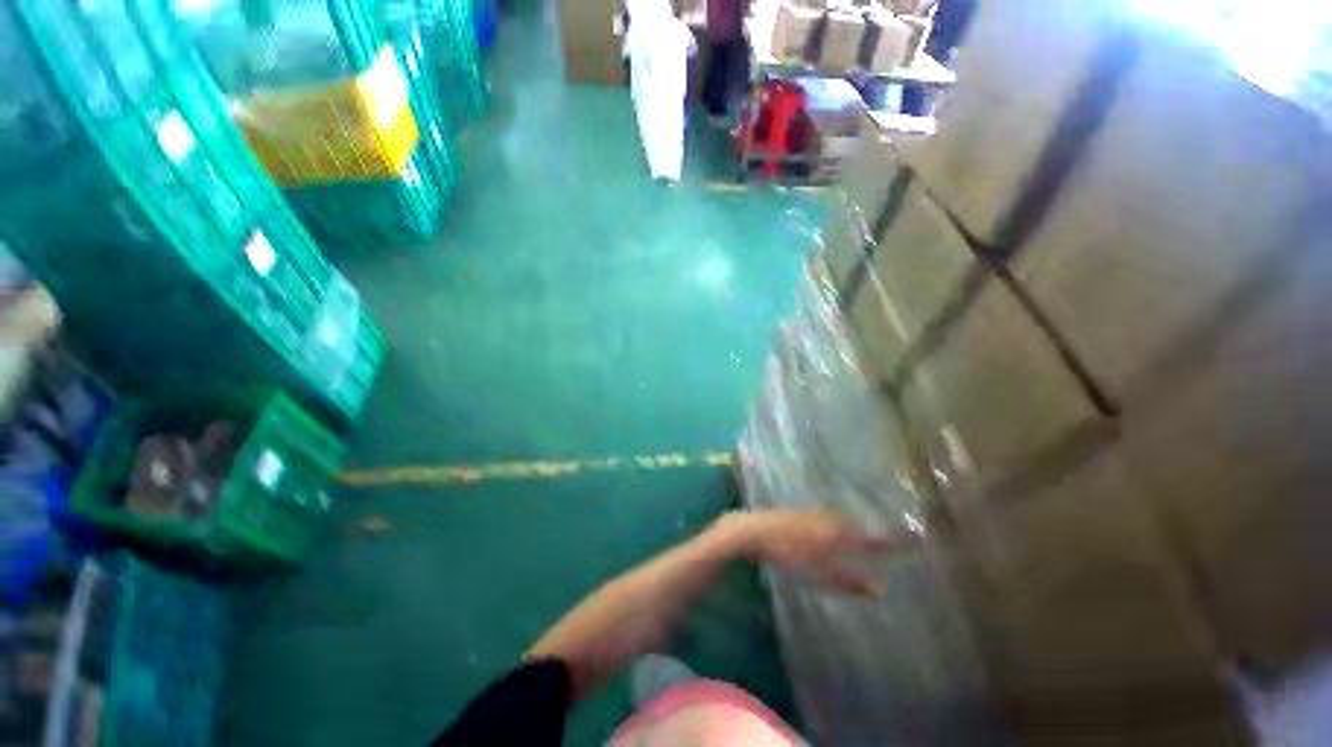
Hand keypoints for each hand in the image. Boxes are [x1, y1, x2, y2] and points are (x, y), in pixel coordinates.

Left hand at [712, 509, 919, 596]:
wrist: (754, 530)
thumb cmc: (788, 553)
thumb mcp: (821, 574)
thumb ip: (851, 581)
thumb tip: (883, 588)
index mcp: (840, 532)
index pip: (876, 538)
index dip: (897, 541)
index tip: (919, 541)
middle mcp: (832, 519)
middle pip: (862, 525)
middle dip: (880, 531)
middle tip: (899, 539)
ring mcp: (816, 514)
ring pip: (845, 520)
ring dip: (861, 526)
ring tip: (874, 534)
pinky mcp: (802, 514)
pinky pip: (831, 519)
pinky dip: (842, 525)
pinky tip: (838, 530)